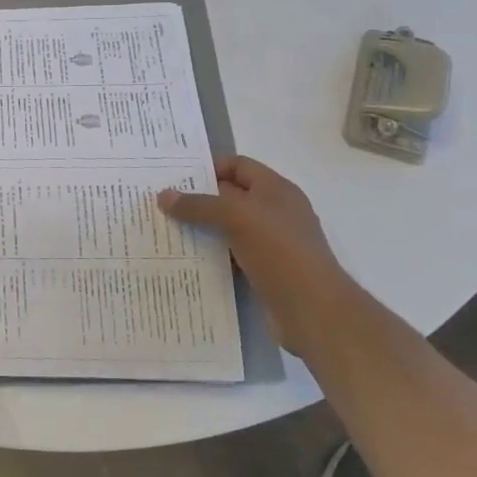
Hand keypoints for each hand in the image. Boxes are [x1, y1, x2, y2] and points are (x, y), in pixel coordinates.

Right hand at [157, 157, 353, 350]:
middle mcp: (275, 212)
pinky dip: (211, 254)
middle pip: (230, 197)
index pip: (238, 166)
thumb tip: (163, 196)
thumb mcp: (236, 218)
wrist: (314, 311)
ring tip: (166, 229)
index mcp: (276, 190)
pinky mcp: (265, 271)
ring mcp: (272, 243)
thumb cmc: (280, 251)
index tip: (175, 177)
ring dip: (201, 229)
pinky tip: (186, 258)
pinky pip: (231, 255)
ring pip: (228, 228)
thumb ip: (199, 205)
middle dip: (198, 199)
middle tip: (161, 203)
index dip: (208, 167)